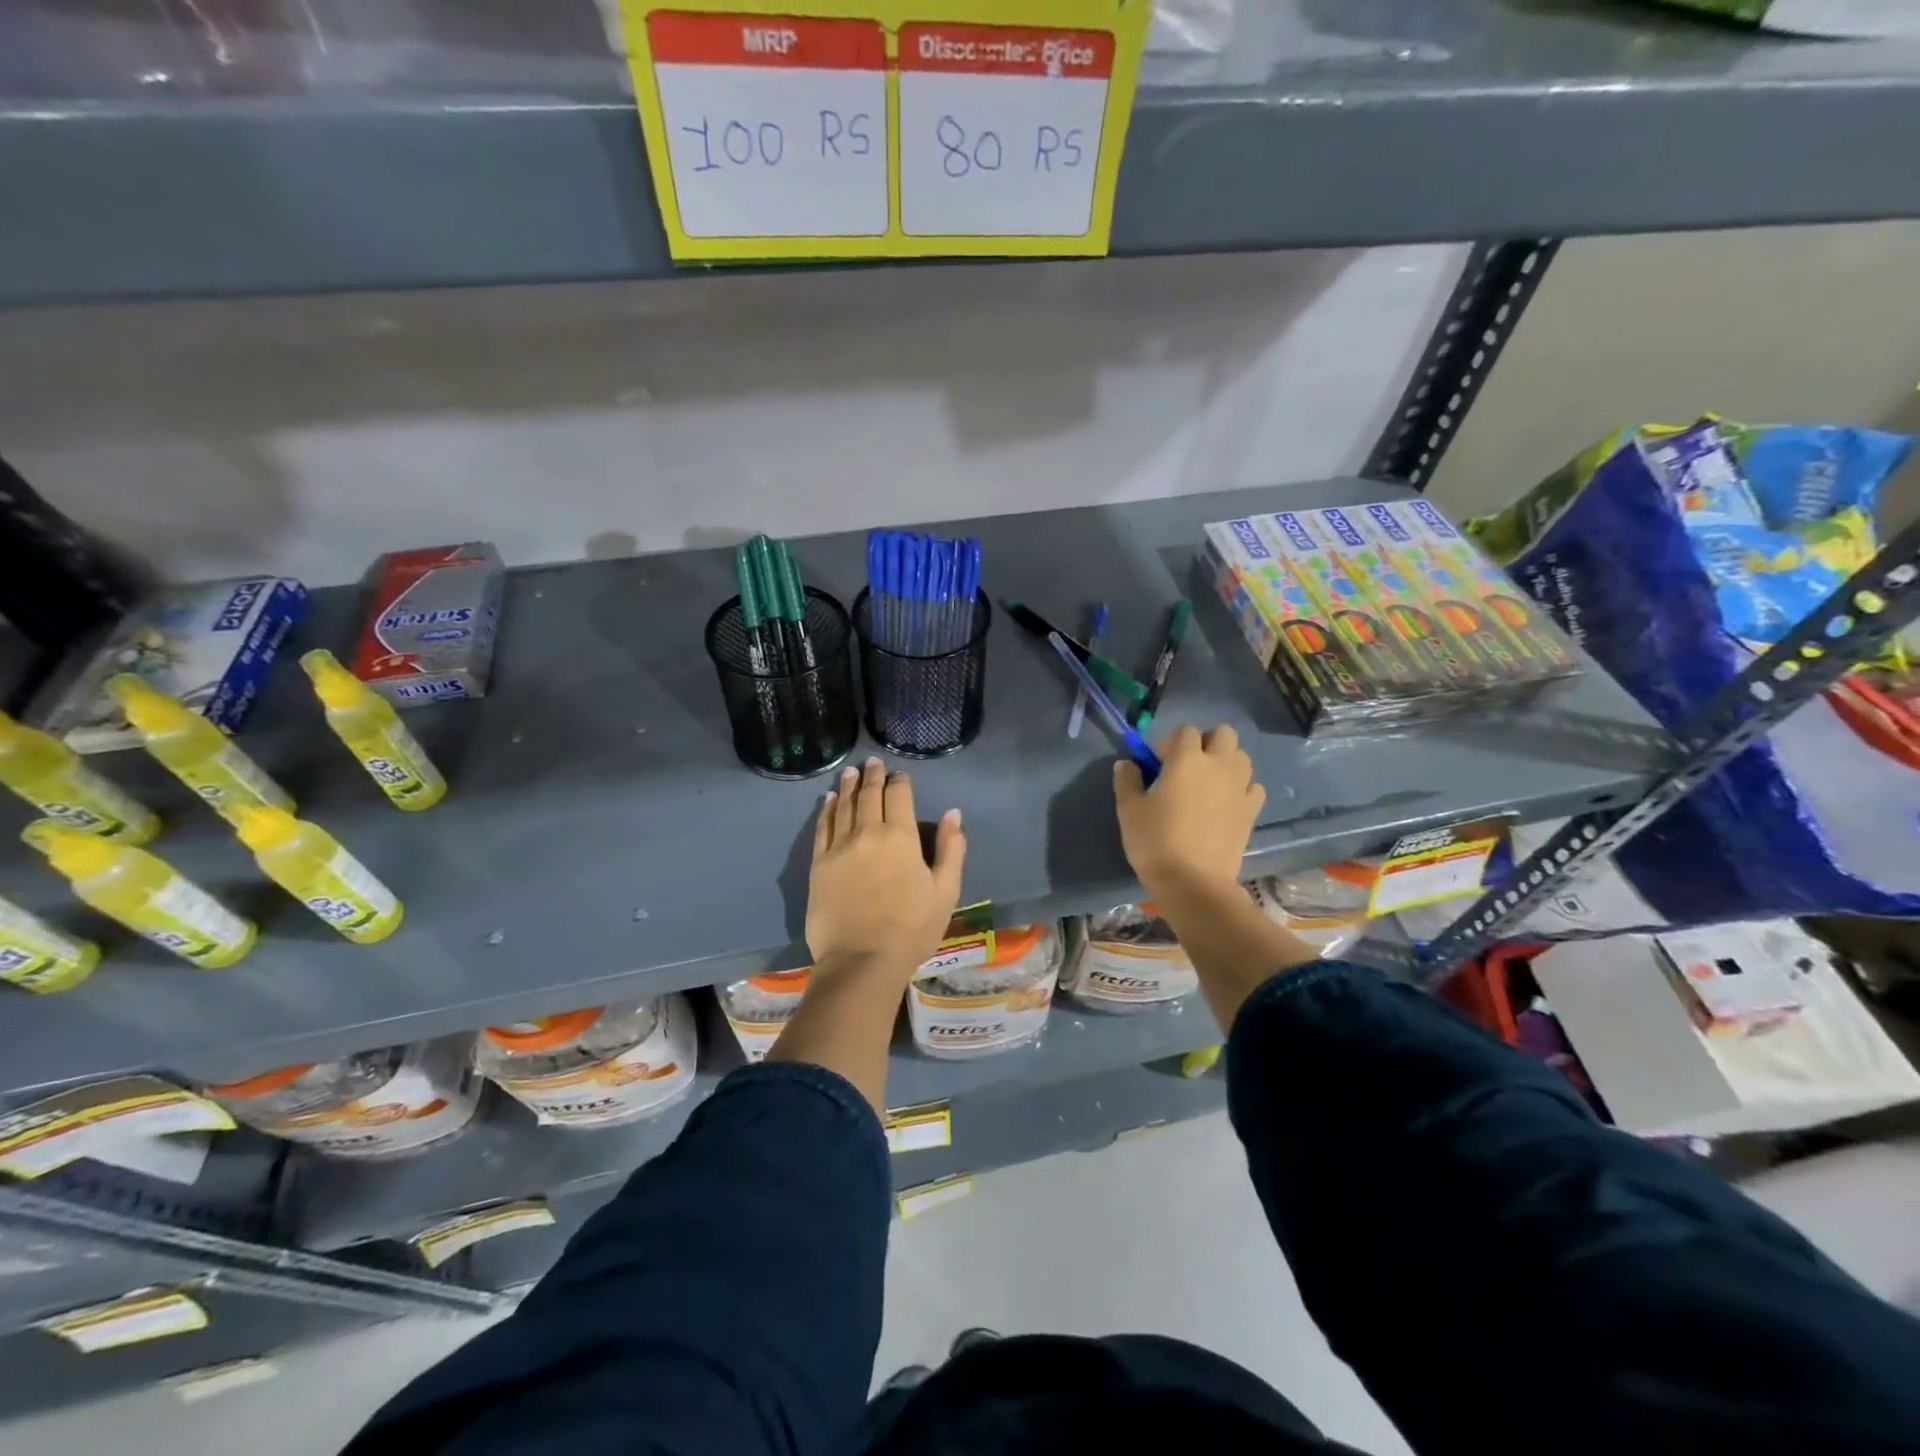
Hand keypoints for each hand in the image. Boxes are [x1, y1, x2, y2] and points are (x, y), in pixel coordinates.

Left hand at [806, 757, 965, 985]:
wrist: (861, 961)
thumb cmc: (912, 929)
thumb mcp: (945, 891)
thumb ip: (951, 848)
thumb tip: (953, 814)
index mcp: (901, 837)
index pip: (898, 795)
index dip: (899, 781)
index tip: (899, 774)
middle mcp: (867, 832)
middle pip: (868, 794)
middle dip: (872, 776)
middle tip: (872, 762)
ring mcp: (839, 847)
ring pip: (842, 806)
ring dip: (847, 786)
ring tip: (850, 772)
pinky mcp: (818, 864)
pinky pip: (822, 827)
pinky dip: (826, 810)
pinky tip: (827, 800)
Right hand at [1114, 724, 1265, 904]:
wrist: (1193, 882)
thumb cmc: (1155, 841)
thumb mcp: (1129, 810)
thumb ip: (1127, 780)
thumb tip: (1127, 763)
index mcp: (1187, 758)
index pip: (1185, 730)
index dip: (1170, 742)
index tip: (1158, 763)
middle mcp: (1218, 765)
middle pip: (1223, 733)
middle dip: (1206, 742)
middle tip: (1187, 766)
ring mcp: (1239, 787)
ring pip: (1241, 757)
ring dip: (1225, 762)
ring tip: (1207, 784)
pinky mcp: (1251, 810)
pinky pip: (1253, 786)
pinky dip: (1241, 788)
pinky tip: (1226, 803)